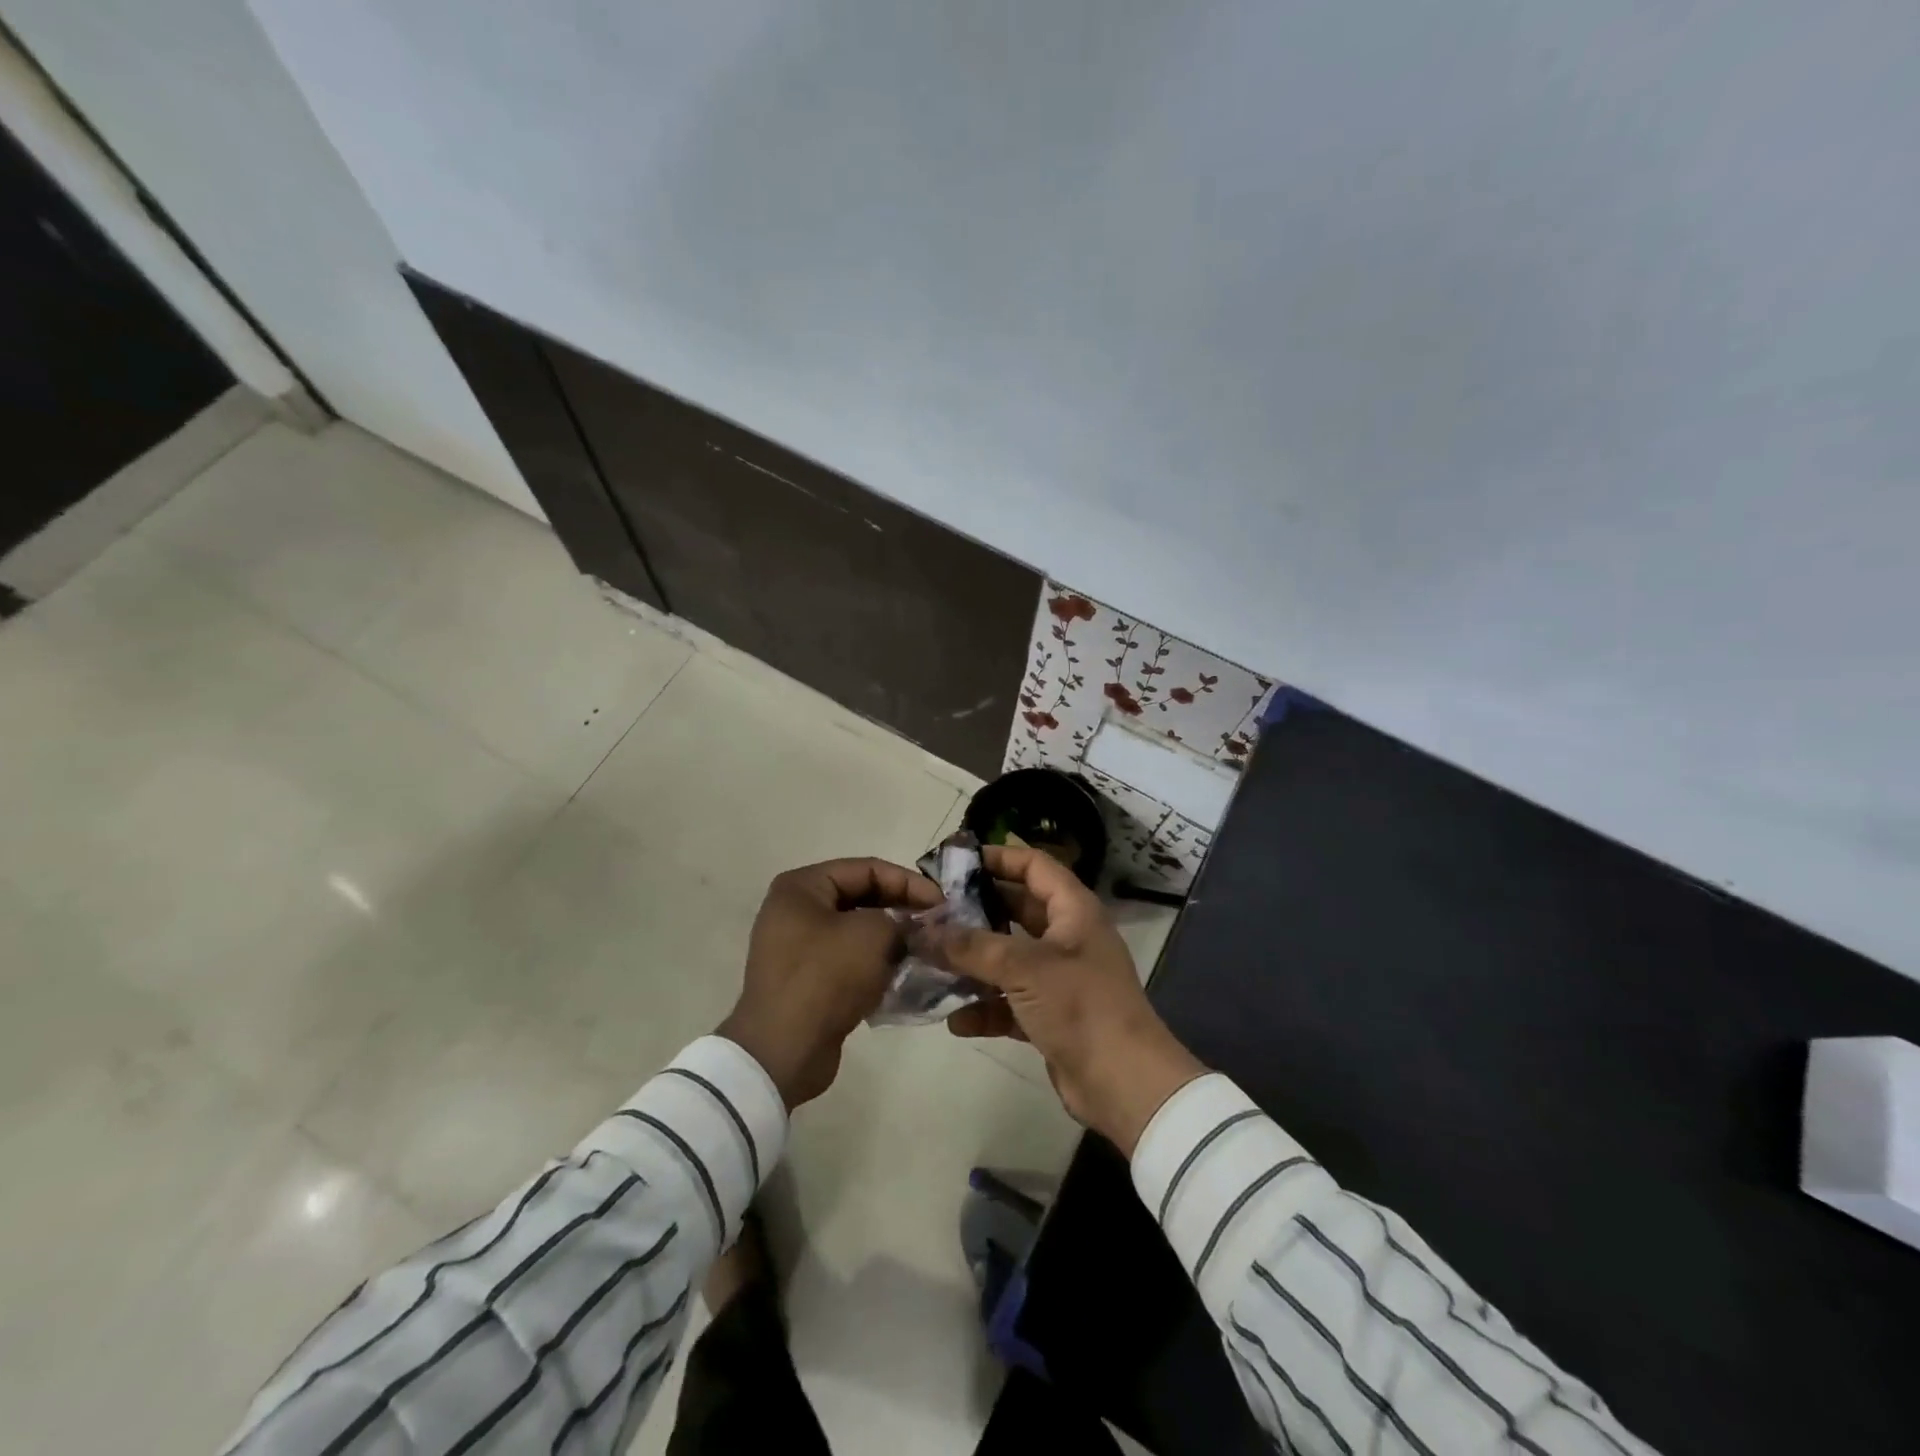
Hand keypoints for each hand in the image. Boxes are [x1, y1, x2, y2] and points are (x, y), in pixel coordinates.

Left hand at [718, 858, 940, 1108]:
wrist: (784, 1051)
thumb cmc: (826, 977)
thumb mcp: (873, 934)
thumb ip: (901, 919)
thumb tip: (912, 928)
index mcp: (802, 887)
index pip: (866, 868)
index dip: (908, 881)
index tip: (942, 903)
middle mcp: (795, 910)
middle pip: (861, 897)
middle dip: (901, 908)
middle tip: (938, 924)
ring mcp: (798, 947)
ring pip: (857, 930)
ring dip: (891, 938)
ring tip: (926, 948)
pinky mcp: (807, 980)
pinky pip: (849, 960)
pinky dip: (876, 963)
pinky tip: (905, 973)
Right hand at [930, 846, 1205, 1154]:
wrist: (1125, 1084)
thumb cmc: (1081, 1006)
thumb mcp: (1024, 968)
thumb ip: (972, 946)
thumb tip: (924, 931)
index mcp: (1073, 910)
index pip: (1034, 866)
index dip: (998, 858)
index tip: (955, 862)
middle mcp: (1067, 938)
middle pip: (1016, 910)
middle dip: (975, 912)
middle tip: (932, 913)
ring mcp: (1060, 979)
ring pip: (1009, 959)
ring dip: (974, 962)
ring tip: (931, 963)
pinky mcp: (1051, 1016)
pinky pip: (1010, 1002)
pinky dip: (985, 1008)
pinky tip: (956, 1021)